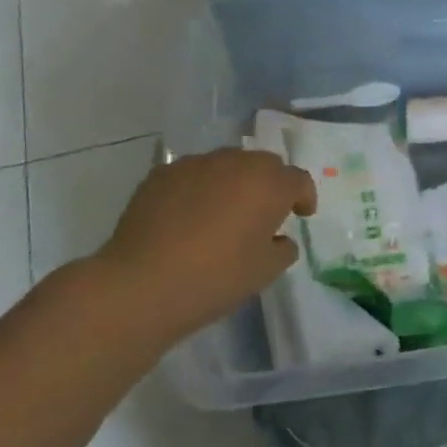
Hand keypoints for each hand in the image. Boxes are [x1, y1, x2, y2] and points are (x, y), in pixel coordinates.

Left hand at [87, 148, 316, 345]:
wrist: (142, 284)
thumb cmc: (215, 278)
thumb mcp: (265, 272)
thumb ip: (282, 249)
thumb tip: (278, 238)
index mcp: (269, 184)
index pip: (298, 180)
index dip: (304, 196)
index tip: (301, 215)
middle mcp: (237, 163)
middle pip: (264, 165)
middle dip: (269, 184)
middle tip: (263, 213)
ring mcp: (196, 164)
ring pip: (226, 165)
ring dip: (233, 183)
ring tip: (222, 213)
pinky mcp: (162, 173)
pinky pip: (193, 174)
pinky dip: (199, 188)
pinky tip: (187, 217)